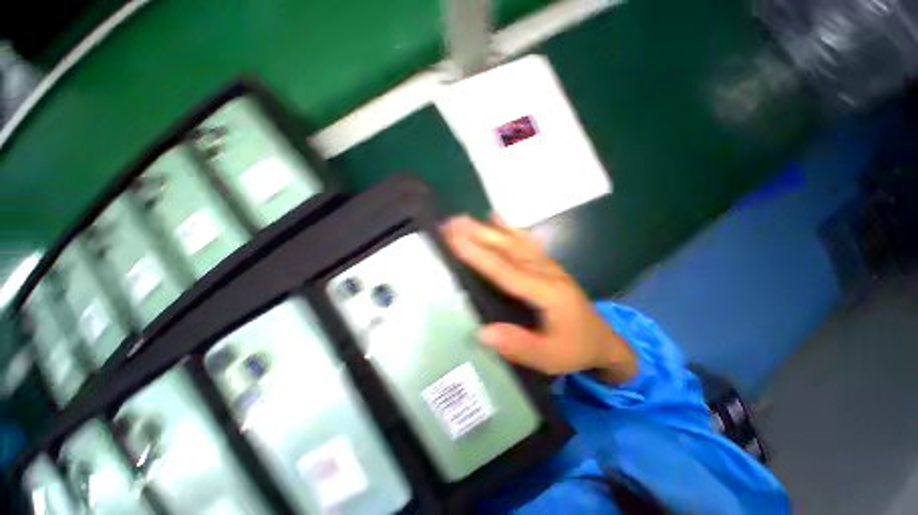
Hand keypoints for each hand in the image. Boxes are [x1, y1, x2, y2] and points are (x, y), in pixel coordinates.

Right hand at [443, 214, 637, 382]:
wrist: (603, 340)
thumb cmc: (575, 349)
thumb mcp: (549, 358)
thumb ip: (517, 345)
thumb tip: (481, 332)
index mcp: (547, 293)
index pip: (506, 271)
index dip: (479, 255)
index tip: (455, 241)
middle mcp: (546, 272)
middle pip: (508, 248)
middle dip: (478, 234)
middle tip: (451, 223)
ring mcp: (547, 265)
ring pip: (515, 241)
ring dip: (488, 228)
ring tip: (464, 218)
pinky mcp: (547, 264)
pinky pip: (525, 241)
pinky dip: (509, 227)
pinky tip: (497, 217)